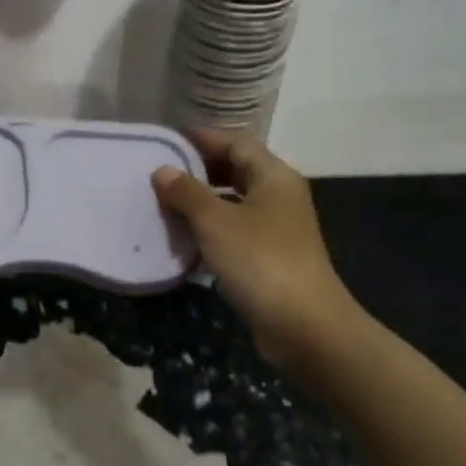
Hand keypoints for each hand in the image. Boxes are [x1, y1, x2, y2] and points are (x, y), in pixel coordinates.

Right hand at [152, 129, 365, 366]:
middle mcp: (279, 196)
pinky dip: (211, 229)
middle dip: (200, 169)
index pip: (235, 143)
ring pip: (235, 202)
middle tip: (161, 172)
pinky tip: (184, 238)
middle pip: (237, 170)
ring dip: (202, 201)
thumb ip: (186, 192)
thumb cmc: (260, 261)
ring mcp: (278, 228)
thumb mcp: (215, 221)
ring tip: (165, 203)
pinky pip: (235, 230)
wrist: (305, 327)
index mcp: (274, 177)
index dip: (203, 139)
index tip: (168, 141)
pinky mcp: (271, 257)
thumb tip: (162, 171)